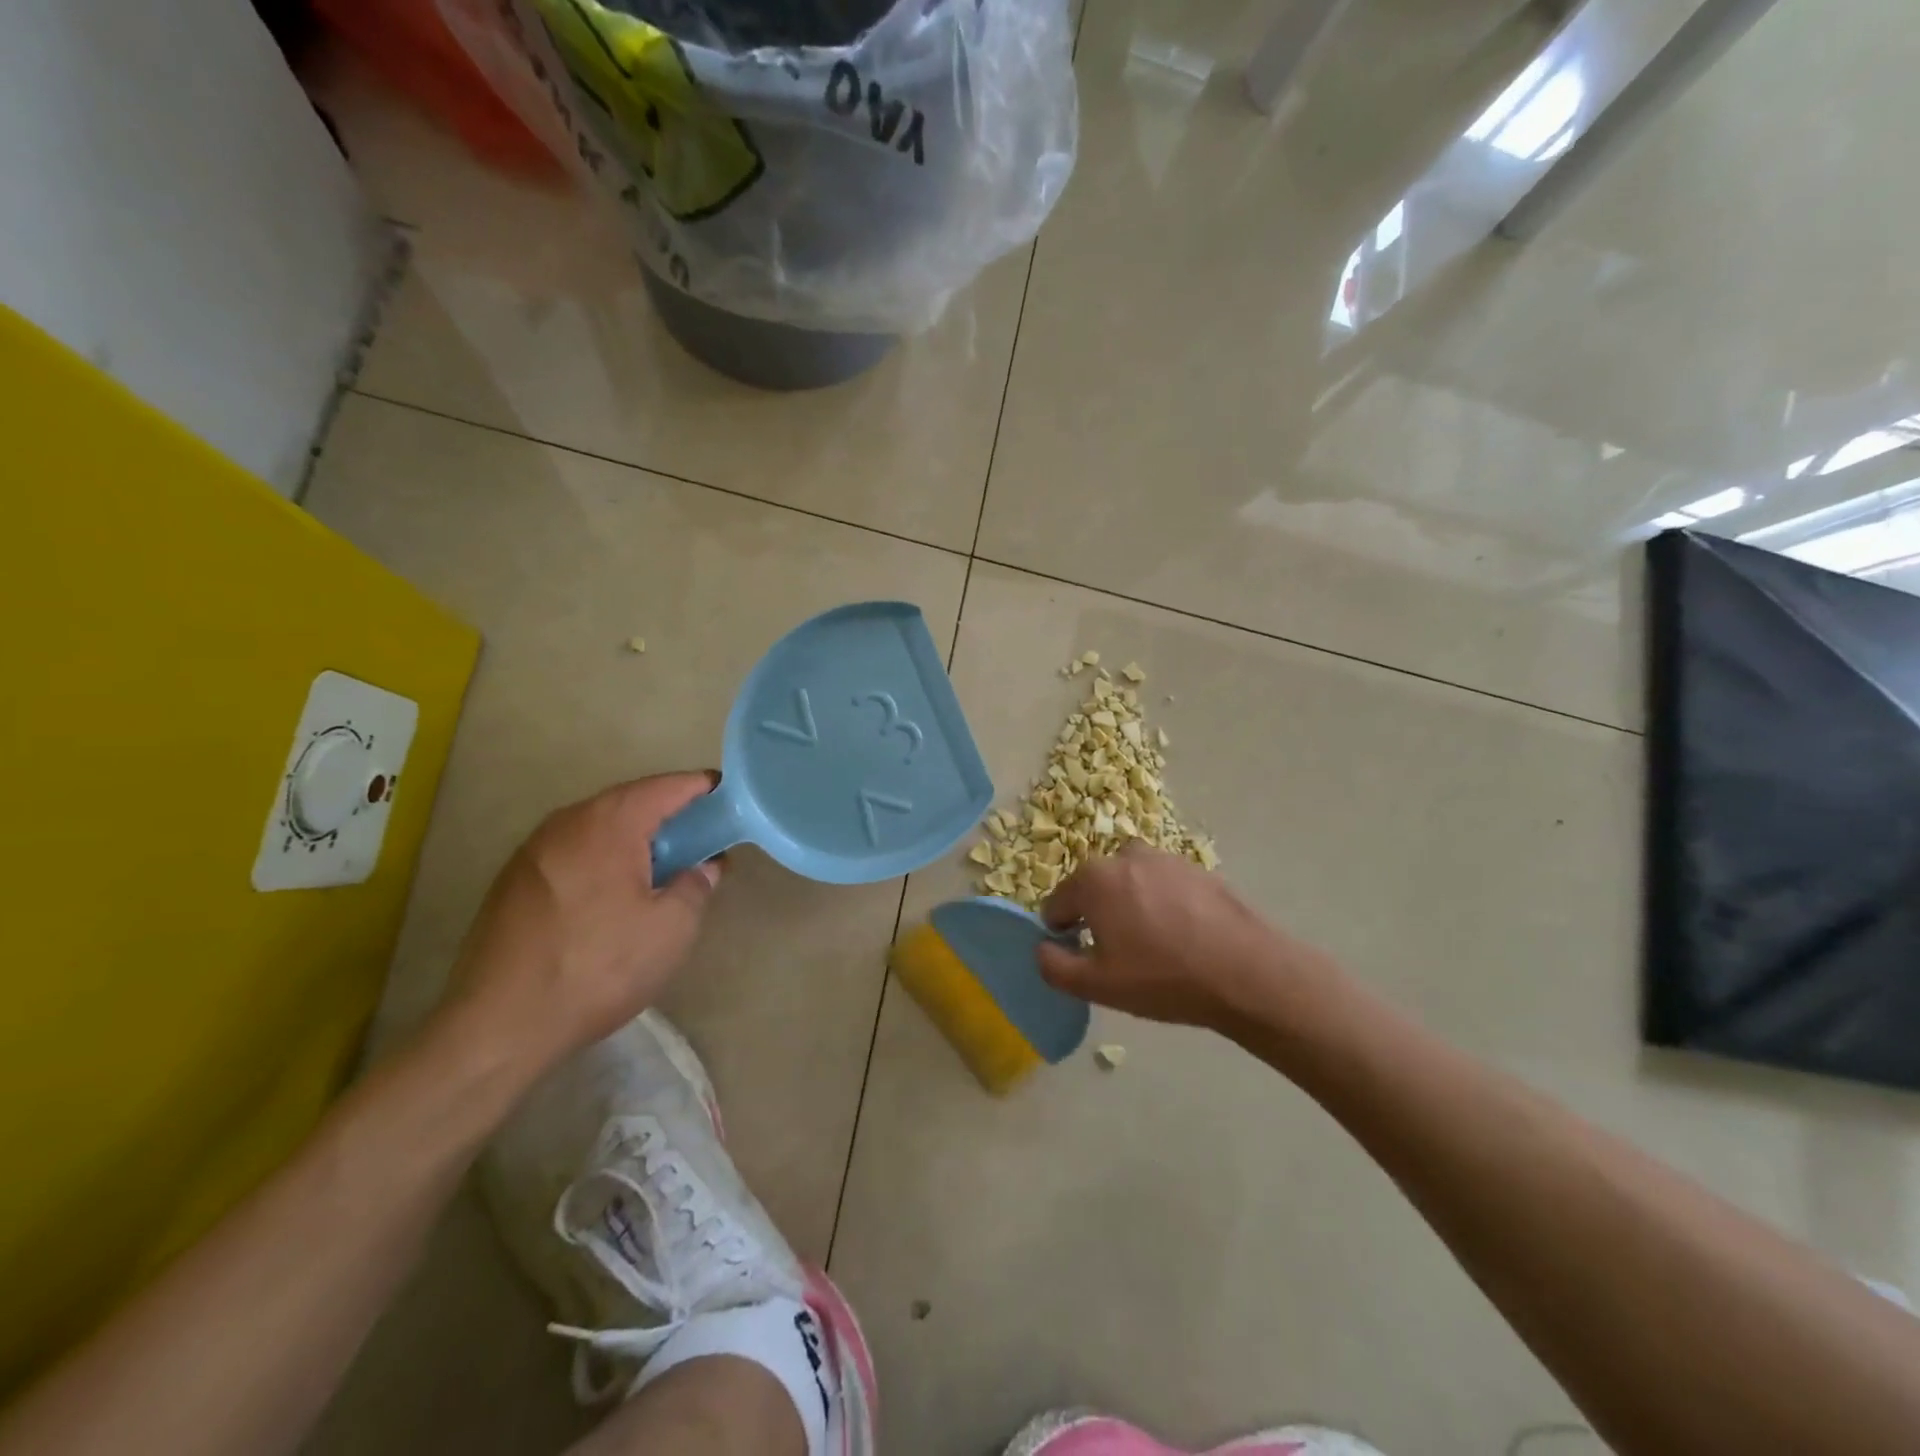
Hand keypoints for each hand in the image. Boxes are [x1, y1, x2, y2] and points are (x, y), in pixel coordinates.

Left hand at [442, 773, 724, 1075]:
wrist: (497, 1026)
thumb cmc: (598, 967)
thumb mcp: (671, 929)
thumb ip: (696, 886)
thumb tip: (704, 866)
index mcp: (609, 823)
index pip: (666, 786)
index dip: (702, 788)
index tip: (729, 800)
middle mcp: (566, 822)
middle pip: (629, 801)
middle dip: (669, 814)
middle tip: (702, 840)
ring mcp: (533, 851)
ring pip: (598, 827)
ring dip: (634, 838)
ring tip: (662, 868)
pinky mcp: (513, 882)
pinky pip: (573, 852)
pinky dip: (603, 858)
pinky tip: (614, 895)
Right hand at [1038, 844, 1337, 1033]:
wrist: (1246, 971)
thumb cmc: (1163, 977)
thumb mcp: (1098, 986)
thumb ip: (1054, 966)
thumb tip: (1043, 949)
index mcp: (1093, 879)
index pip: (1057, 904)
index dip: (1063, 934)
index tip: (1084, 958)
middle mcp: (1124, 856)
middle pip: (1094, 889)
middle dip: (1098, 917)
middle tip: (1121, 956)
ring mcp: (1164, 858)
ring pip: (1130, 885)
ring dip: (1131, 908)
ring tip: (1155, 947)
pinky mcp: (1196, 868)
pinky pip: (1163, 886)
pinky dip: (1163, 905)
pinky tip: (1184, 938)